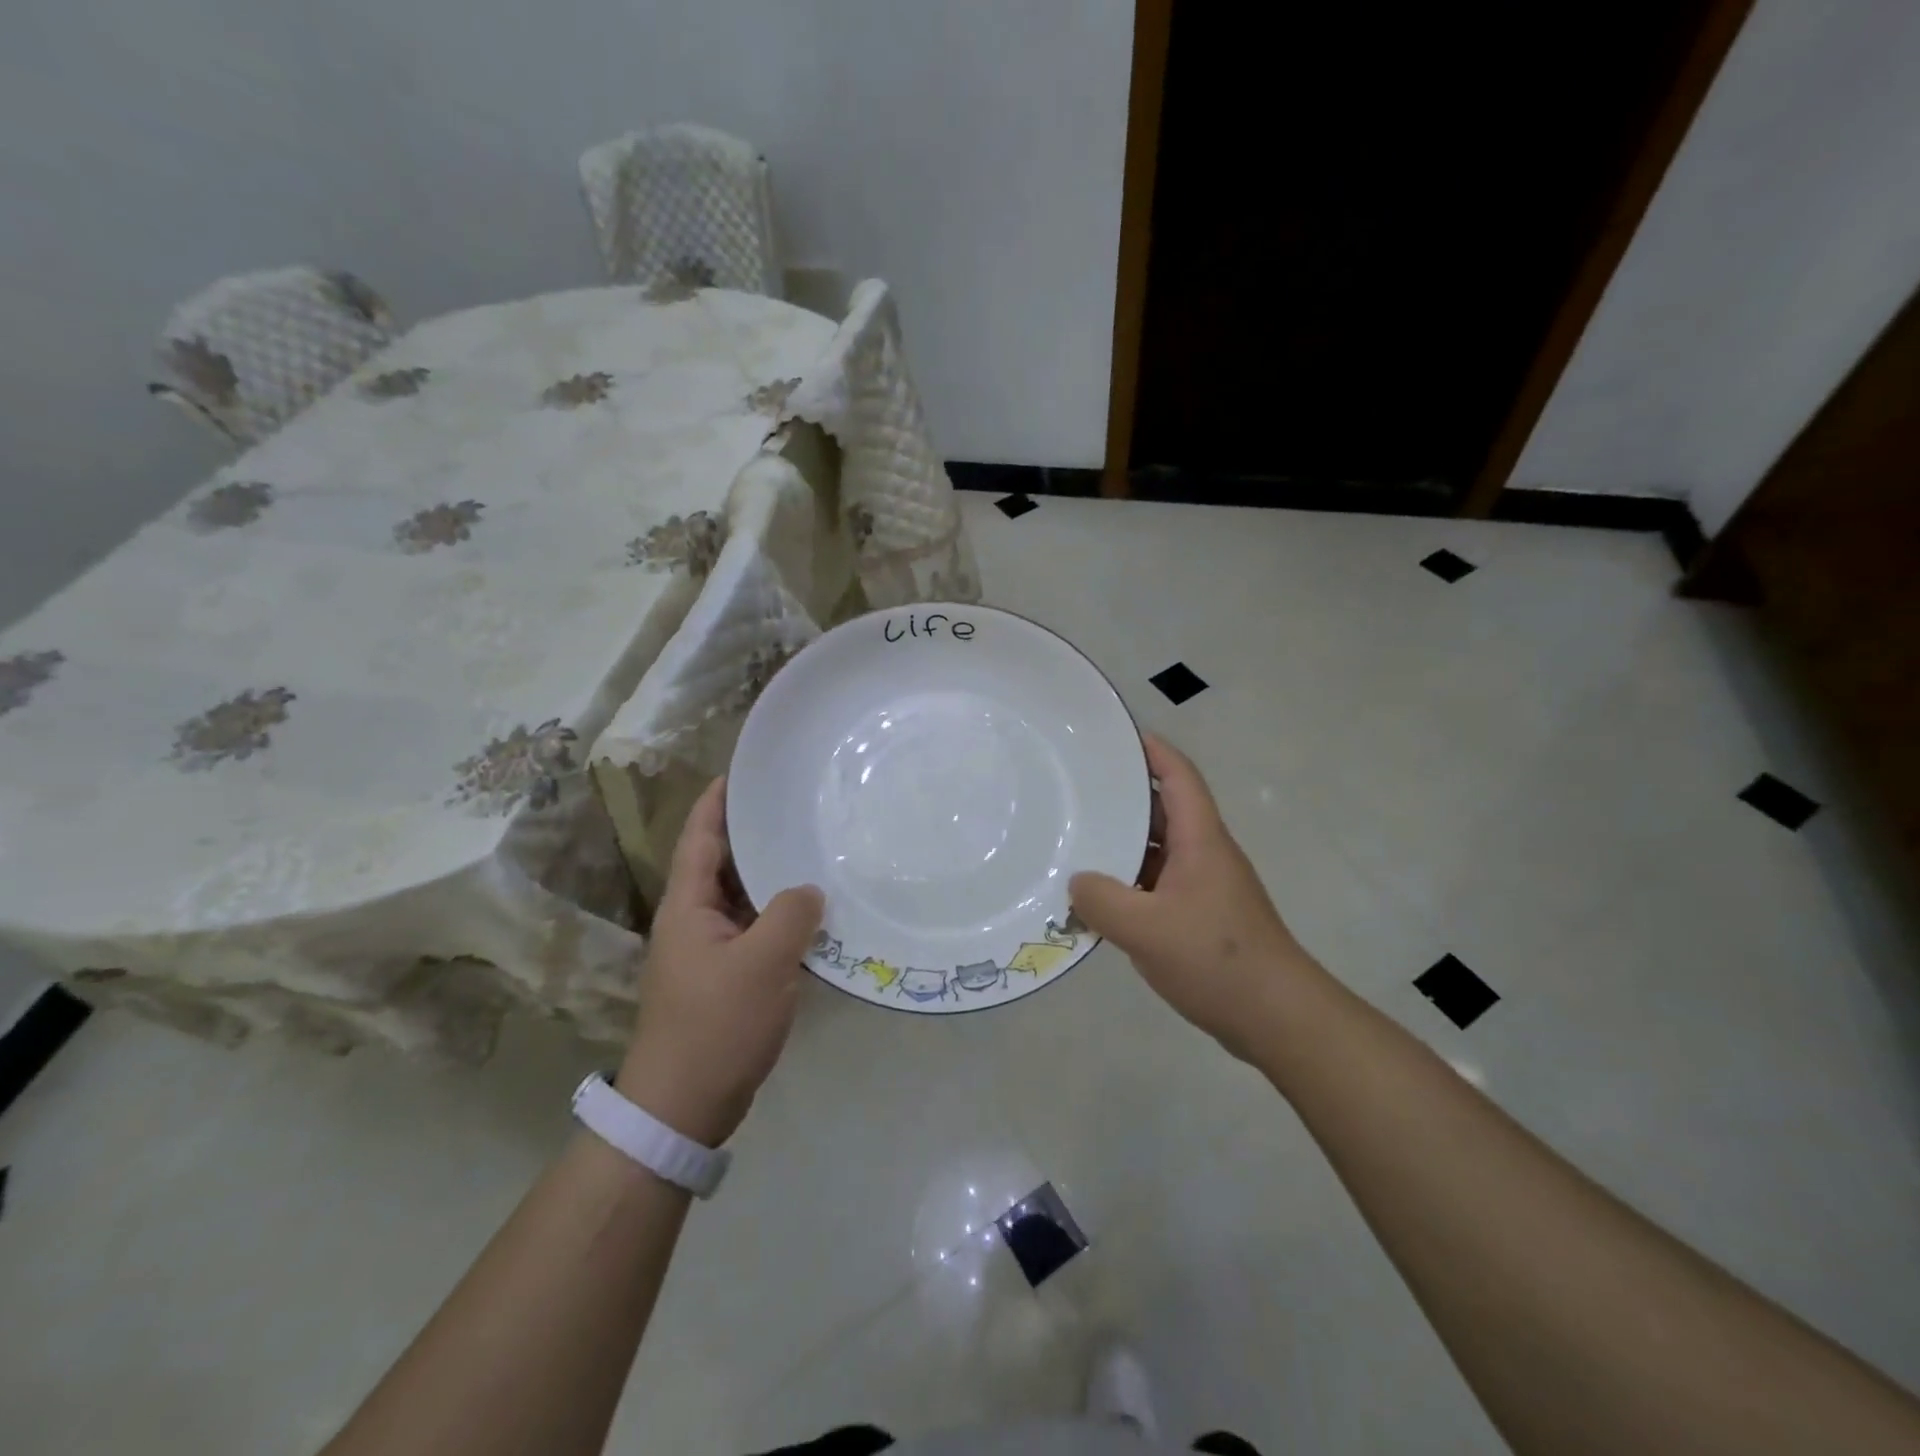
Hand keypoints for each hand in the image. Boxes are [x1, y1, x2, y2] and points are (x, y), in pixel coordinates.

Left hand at [618, 778, 823, 1146]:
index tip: (742, 771)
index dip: (717, 802)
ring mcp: (708, 952)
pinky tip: (813, 912)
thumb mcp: (762, 963)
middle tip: (795, 806)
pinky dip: (779, 915)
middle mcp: (693, 921)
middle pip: (722, 863)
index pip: (699, 838)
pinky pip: (754, 930)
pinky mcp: (725, 979)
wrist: (683, 1107)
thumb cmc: (716, 1025)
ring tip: (811, 849)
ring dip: (770, 876)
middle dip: (752, 834)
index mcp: (687, 907)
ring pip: (741, 899)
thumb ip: (791, 914)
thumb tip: (810, 889)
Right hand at [1070, 735, 1313, 1060]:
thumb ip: (1101, 901)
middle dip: (1124, 798)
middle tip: (1077, 790)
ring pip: (1159, 851)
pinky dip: (1130, 883)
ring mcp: (1204, 887)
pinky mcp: (1201, 917)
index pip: (1178, 777)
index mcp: (1201, 840)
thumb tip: (1076, 882)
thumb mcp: (1146, 928)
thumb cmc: (1216, 959)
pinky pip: (1158, 885)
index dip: (1151, 750)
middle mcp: (1205, 855)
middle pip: (1164, 810)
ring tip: (1077, 841)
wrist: (1277, 1017)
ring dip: (1123, 845)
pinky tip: (1099, 899)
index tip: (1115, 737)